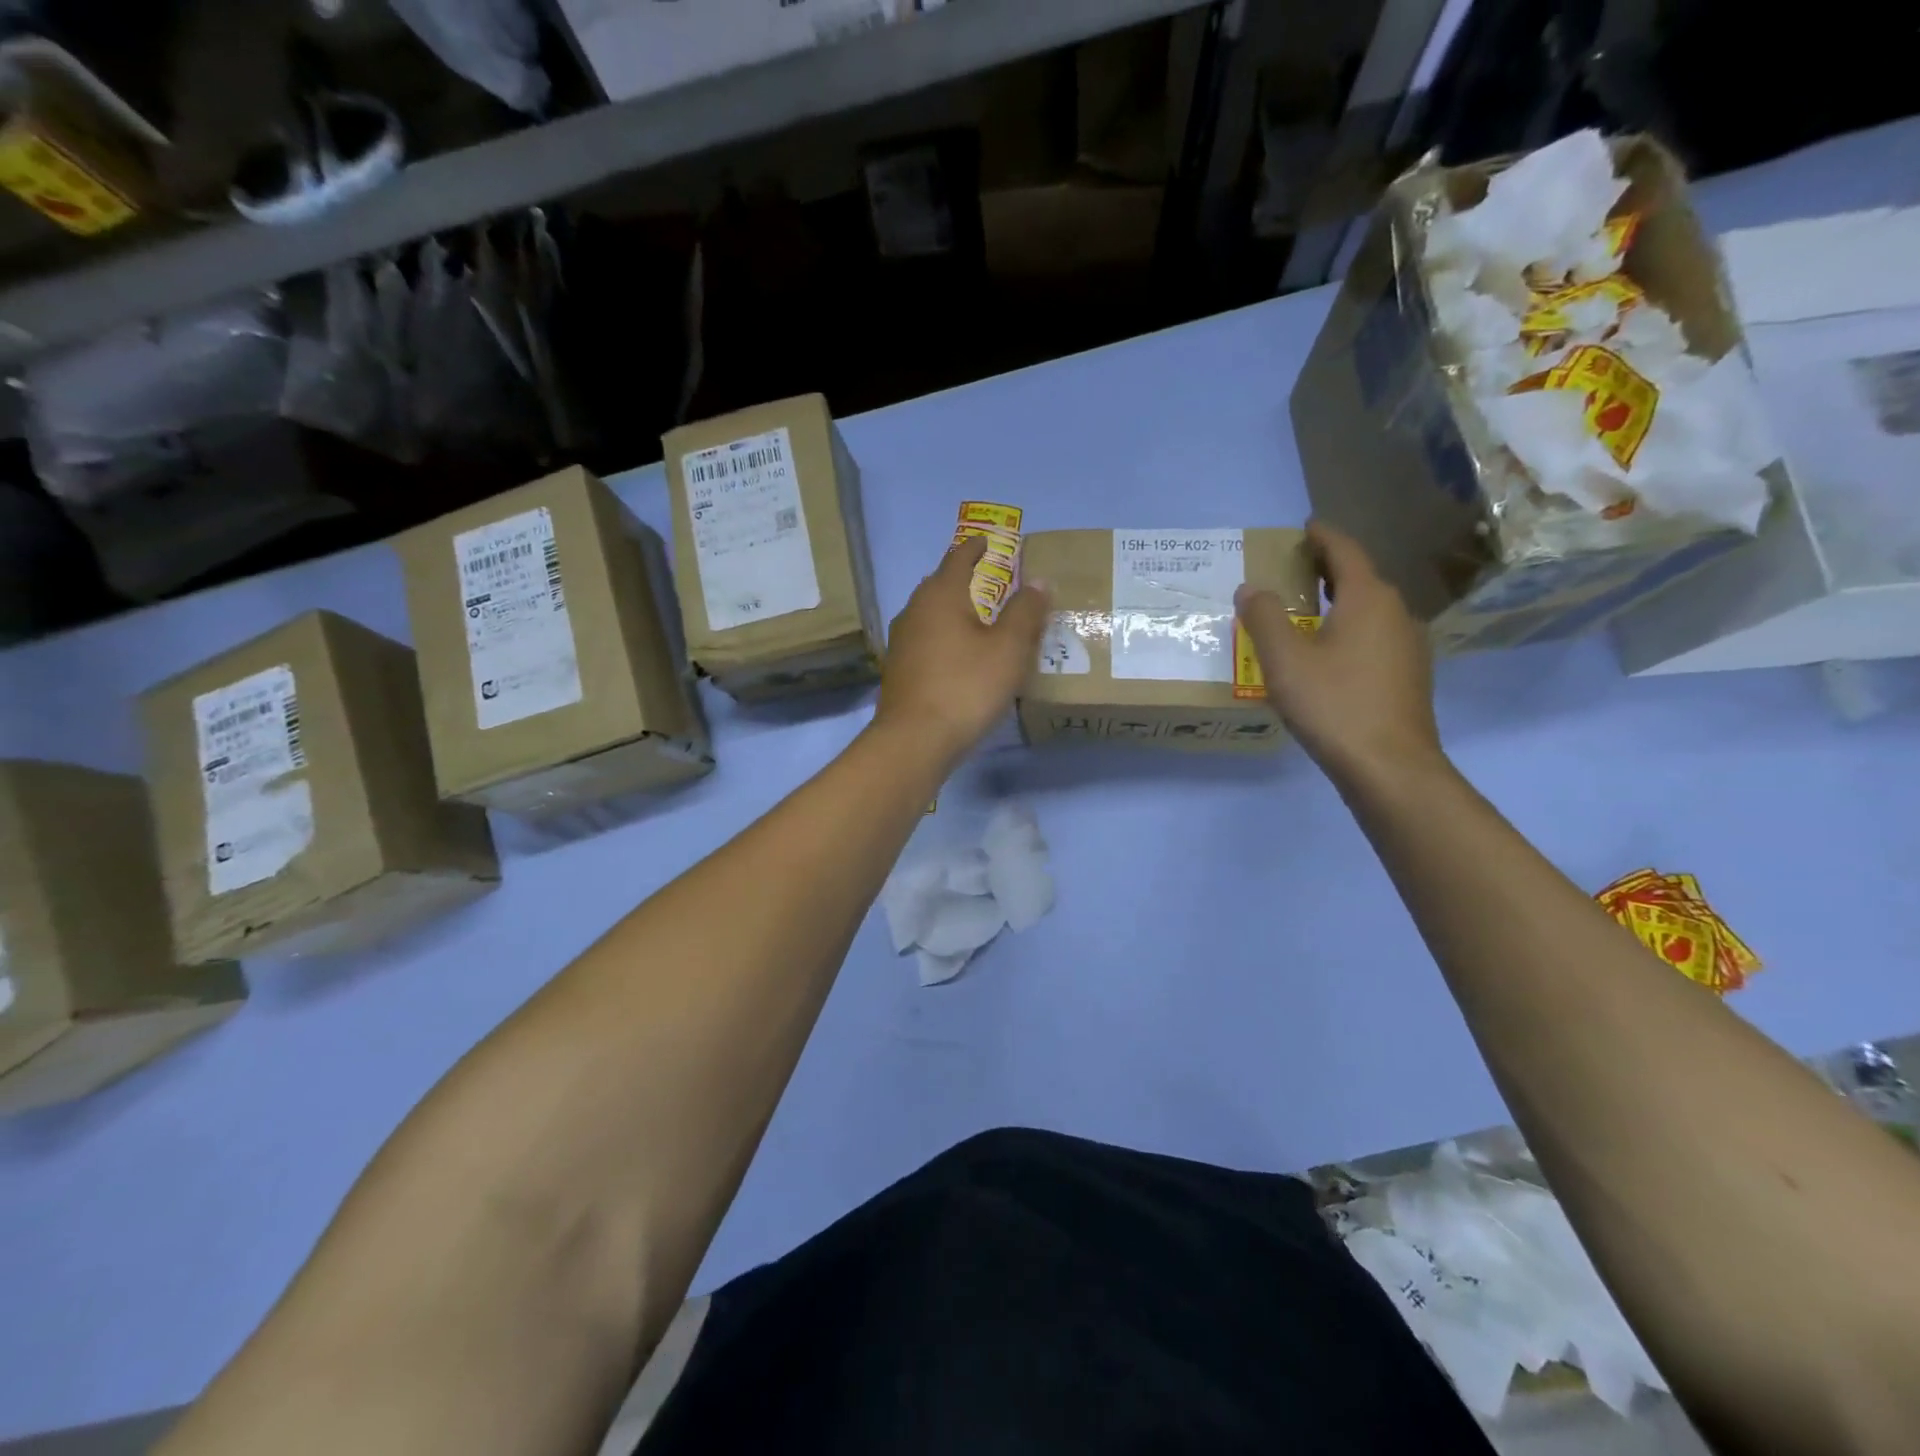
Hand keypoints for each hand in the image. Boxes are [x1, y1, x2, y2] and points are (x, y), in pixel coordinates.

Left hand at [875, 534, 1048, 768]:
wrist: (915, 740)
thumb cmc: (966, 687)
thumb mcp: (1008, 649)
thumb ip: (1025, 611)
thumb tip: (1037, 581)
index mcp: (940, 595)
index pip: (959, 557)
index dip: (976, 547)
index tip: (990, 541)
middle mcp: (914, 610)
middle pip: (940, 584)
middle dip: (964, 578)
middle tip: (992, 582)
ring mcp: (901, 641)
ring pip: (931, 614)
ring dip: (953, 611)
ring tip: (978, 619)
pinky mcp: (899, 670)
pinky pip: (926, 640)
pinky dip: (944, 638)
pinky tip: (959, 656)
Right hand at [1234, 520, 1442, 790]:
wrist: (1389, 766)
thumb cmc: (1333, 704)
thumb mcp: (1284, 659)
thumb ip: (1264, 617)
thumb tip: (1251, 589)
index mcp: (1368, 598)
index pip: (1345, 551)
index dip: (1323, 536)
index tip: (1306, 525)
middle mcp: (1396, 613)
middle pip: (1361, 578)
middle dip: (1329, 569)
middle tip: (1296, 567)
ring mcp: (1408, 646)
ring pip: (1369, 610)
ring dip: (1339, 602)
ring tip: (1307, 610)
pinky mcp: (1408, 676)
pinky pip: (1374, 638)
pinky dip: (1349, 630)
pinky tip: (1329, 654)